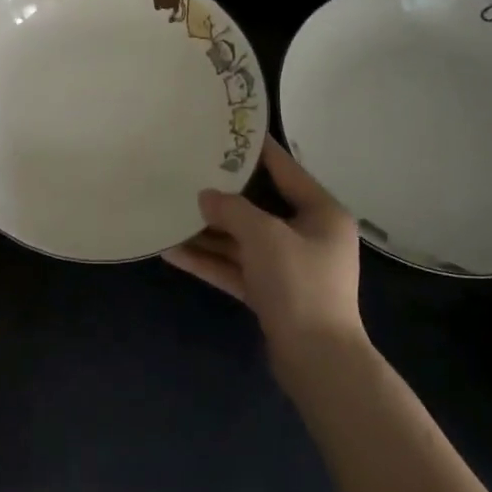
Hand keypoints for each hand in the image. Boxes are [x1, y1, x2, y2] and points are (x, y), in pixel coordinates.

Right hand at [162, 138, 361, 350]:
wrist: (317, 360)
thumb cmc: (299, 284)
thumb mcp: (264, 236)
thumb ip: (232, 210)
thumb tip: (206, 196)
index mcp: (321, 213)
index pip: (285, 169)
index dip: (257, 149)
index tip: (227, 130)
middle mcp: (308, 235)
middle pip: (259, 206)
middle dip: (223, 196)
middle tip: (188, 171)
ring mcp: (289, 267)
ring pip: (243, 240)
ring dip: (209, 232)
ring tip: (169, 213)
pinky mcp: (271, 293)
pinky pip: (236, 268)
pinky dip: (209, 261)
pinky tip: (172, 252)